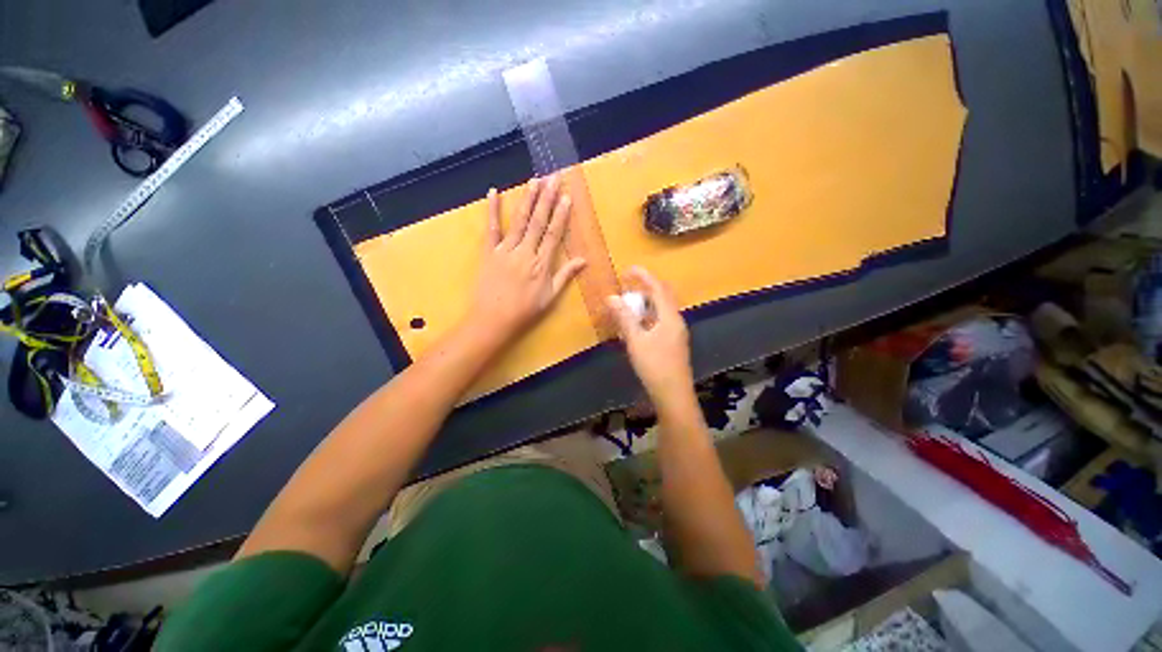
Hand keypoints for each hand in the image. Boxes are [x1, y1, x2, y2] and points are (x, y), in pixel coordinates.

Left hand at [470, 175, 586, 344]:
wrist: (493, 320)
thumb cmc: (524, 311)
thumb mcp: (550, 297)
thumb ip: (565, 276)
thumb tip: (583, 260)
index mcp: (541, 264)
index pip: (553, 234)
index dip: (561, 215)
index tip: (566, 197)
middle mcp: (525, 252)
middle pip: (538, 222)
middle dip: (547, 198)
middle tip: (553, 177)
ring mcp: (505, 250)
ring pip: (519, 221)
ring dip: (527, 199)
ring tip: (535, 180)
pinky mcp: (489, 252)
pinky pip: (491, 228)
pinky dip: (492, 210)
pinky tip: (494, 192)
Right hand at [607, 267, 694, 405]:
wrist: (673, 395)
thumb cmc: (654, 366)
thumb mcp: (636, 341)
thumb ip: (624, 318)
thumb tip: (611, 298)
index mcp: (670, 317)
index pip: (658, 288)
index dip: (643, 276)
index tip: (628, 269)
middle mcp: (676, 321)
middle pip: (662, 297)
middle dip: (645, 289)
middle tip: (627, 288)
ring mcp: (676, 332)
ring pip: (661, 310)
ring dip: (645, 304)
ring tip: (627, 306)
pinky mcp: (672, 343)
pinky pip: (660, 321)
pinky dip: (647, 317)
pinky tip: (635, 325)